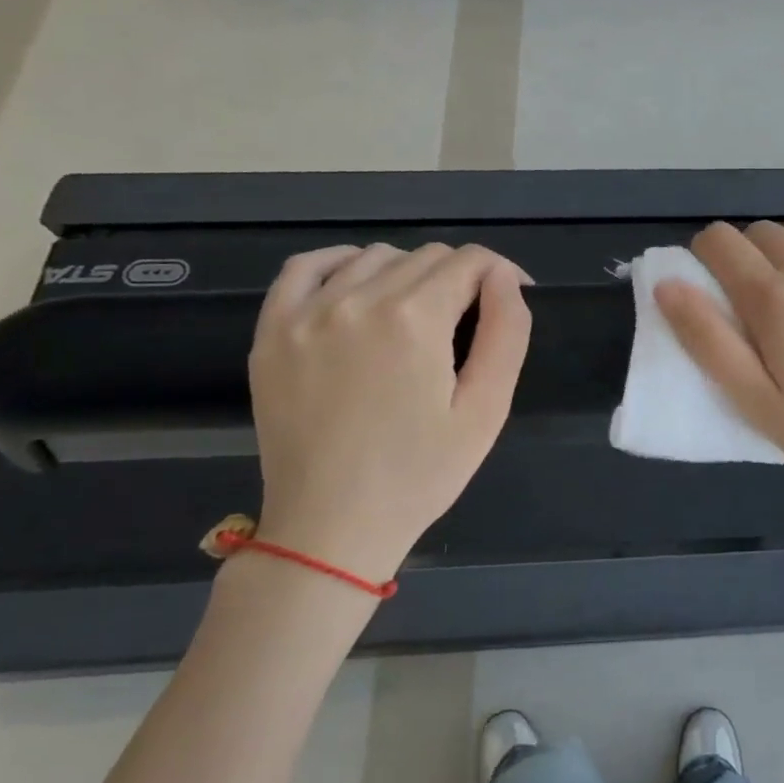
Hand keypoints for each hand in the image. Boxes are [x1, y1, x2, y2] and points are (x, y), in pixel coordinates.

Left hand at [246, 243, 530, 584]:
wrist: (331, 526)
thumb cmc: (421, 473)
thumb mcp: (487, 410)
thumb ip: (507, 333)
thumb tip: (504, 279)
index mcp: (415, 319)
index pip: (470, 261)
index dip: (501, 274)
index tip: (511, 299)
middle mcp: (358, 300)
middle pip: (427, 256)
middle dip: (461, 278)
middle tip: (470, 324)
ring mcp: (306, 313)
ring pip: (375, 257)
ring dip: (409, 273)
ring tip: (419, 317)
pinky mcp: (272, 331)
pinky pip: (306, 267)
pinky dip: (342, 264)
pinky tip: (360, 288)